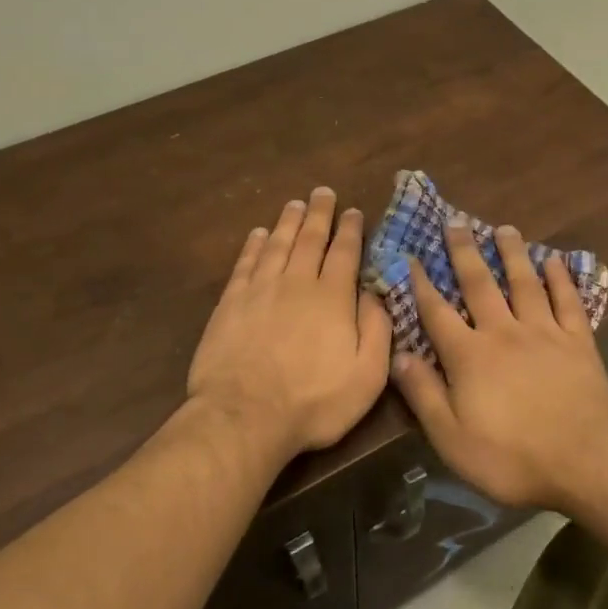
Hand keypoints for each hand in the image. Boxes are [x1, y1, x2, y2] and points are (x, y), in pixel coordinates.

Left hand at [188, 188, 391, 462]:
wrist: (245, 416)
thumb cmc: (314, 402)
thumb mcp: (367, 375)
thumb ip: (377, 330)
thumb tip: (376, 293)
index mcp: (332, 298)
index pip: (344, 253)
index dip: (350, 230)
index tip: (354, 211)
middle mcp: (296, 283)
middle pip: (309, 240)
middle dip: (319, 214)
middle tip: (323, 192)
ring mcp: (260, 291)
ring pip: (276, 245)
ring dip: (287, 222)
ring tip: (295, 204)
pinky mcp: (230, 304)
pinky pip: (245, 264)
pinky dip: (253, 245)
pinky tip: (257, 234)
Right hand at [387, 220, 607, 511]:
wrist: (589, 463)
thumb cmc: (513, 459)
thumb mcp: (453, 439)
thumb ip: (424, 394)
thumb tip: (397, 356)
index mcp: (470, 356)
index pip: (438, 313)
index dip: (422, 285)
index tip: (412, 257)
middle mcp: (504, 333)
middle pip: (480, 285)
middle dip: (464, 253)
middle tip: (456, 222)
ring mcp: (545, 334)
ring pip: (525, 283)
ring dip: (513, 254)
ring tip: (504, 228)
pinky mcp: (580, 342)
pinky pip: (568, 301)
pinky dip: (561, 279)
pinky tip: (555, 261)